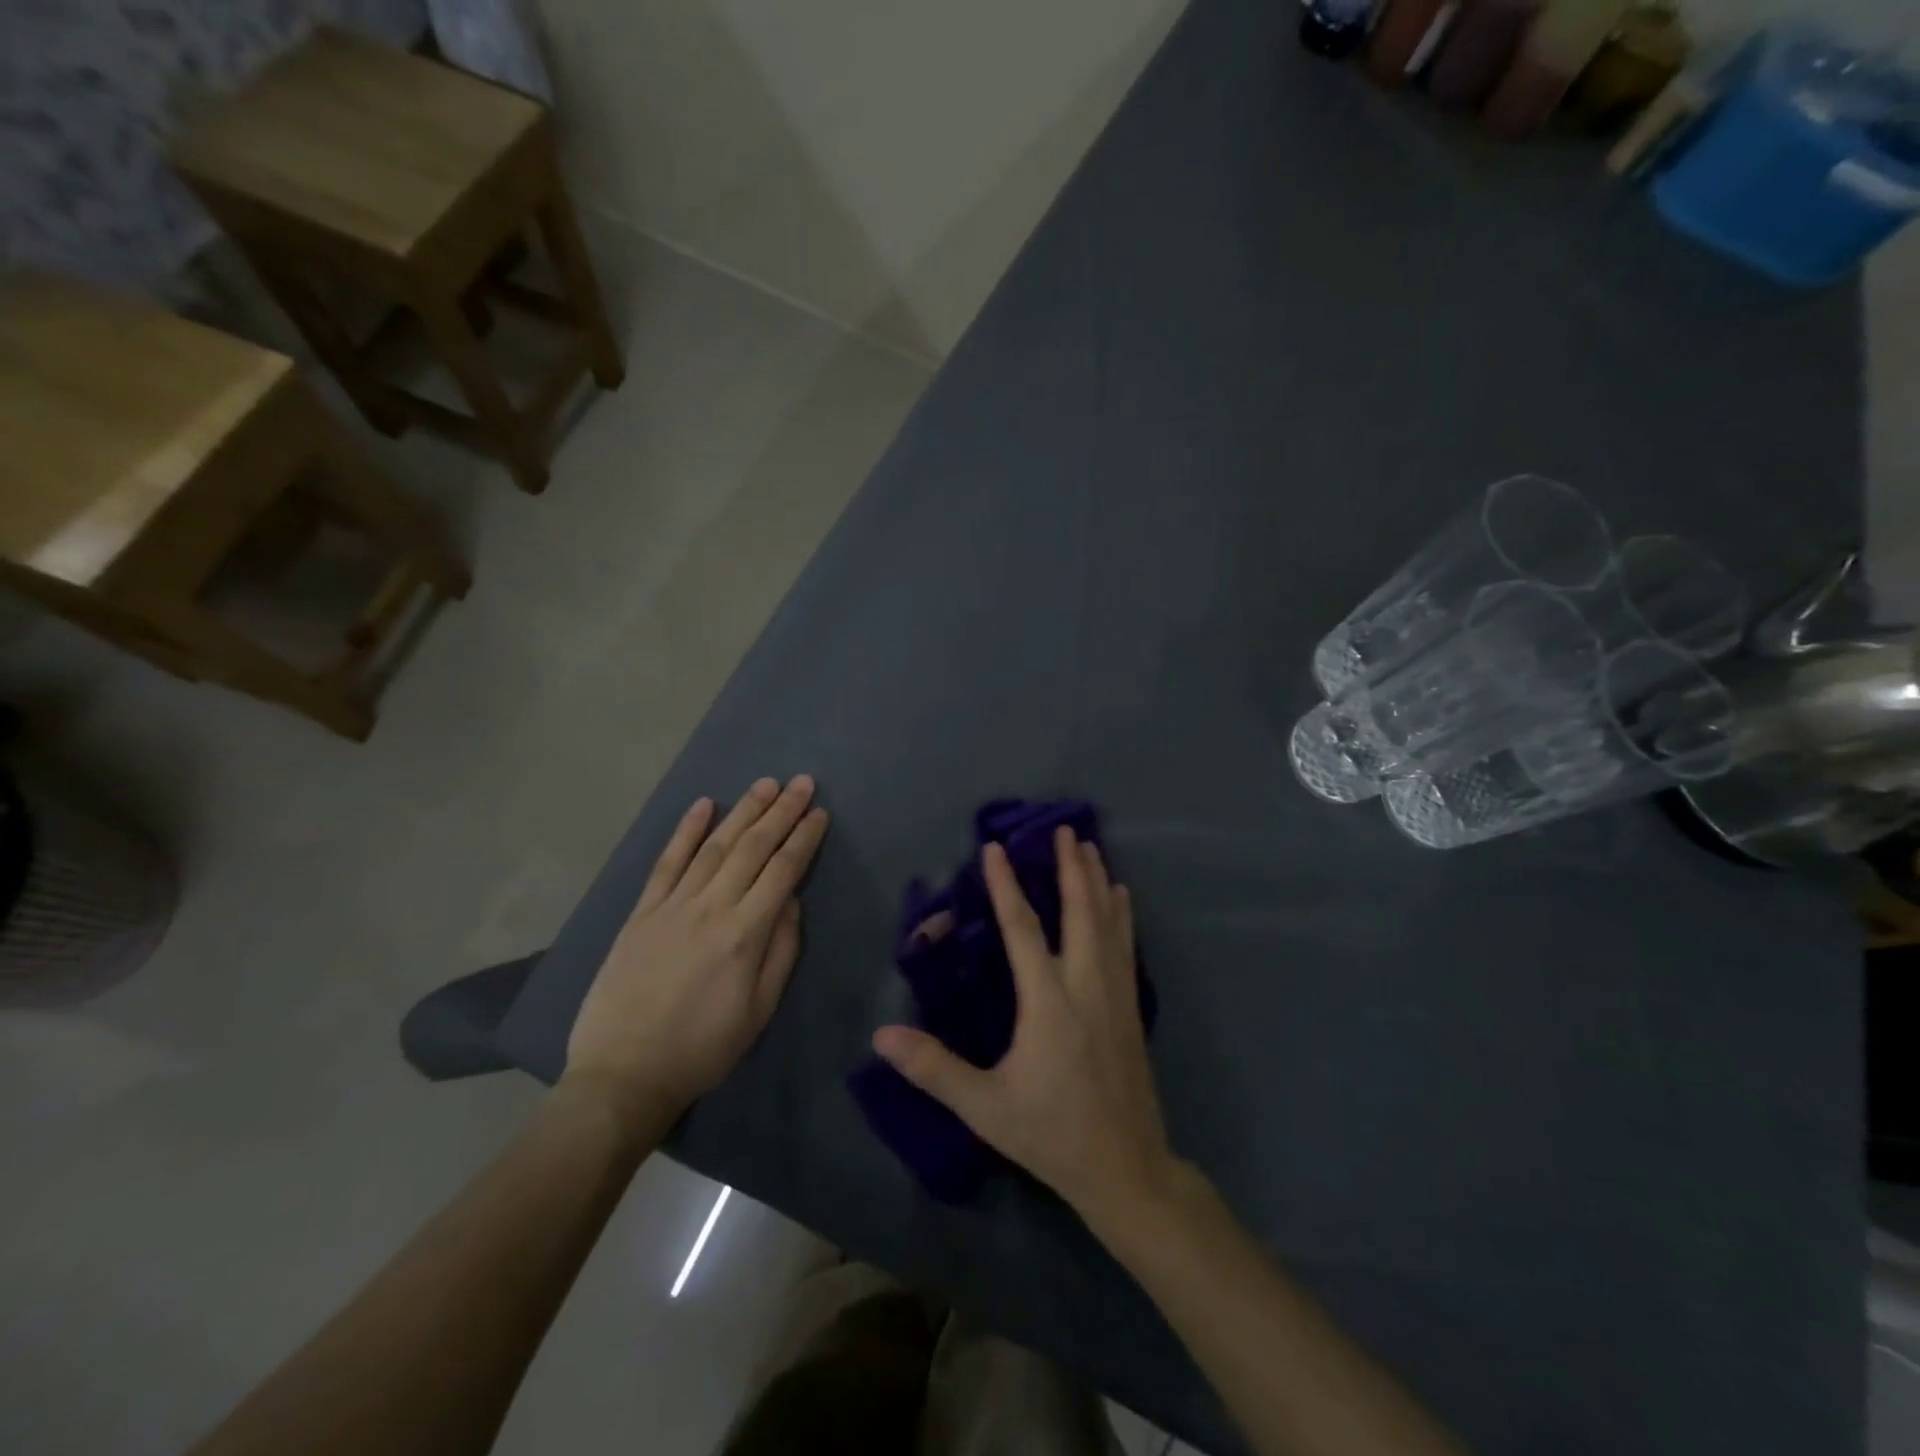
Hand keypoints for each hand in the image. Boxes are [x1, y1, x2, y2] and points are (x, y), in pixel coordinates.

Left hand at [564, 776, 829, 1127]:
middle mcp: (710, 908)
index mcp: (744, 934)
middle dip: (780, 812)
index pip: (782, 871)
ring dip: (742, 811)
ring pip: (714, 846)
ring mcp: (672, 906)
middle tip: (801, 782)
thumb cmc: (703, 1048)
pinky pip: (667, 862)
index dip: (804, 838)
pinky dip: (685, 831)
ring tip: (765, 784)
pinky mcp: (642, 912)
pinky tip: (703, 805)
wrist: (623, 1073)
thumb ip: (781, 950)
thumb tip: (790, 900)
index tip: (819, 813)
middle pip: (752, 848)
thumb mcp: (759, 1010)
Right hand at [873, 827, 1175, 1222]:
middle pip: (1080, 912)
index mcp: (1049, 1002)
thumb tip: (882, 1034)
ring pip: (1109, 922)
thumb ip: (934, 1068)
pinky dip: (1122, 914)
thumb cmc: (1052, 1134)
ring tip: (1091, 847)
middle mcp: (1086, 985)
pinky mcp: (1132, 1007)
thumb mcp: (986, 1106)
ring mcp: (1115, 994)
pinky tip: (1123, 898)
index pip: (1023, 930)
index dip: (1006, 886)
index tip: (995, 849)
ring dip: (1098, 881)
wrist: (1127, 1168)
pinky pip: (1126, 945)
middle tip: (1064, 828)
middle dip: (1071, 867)